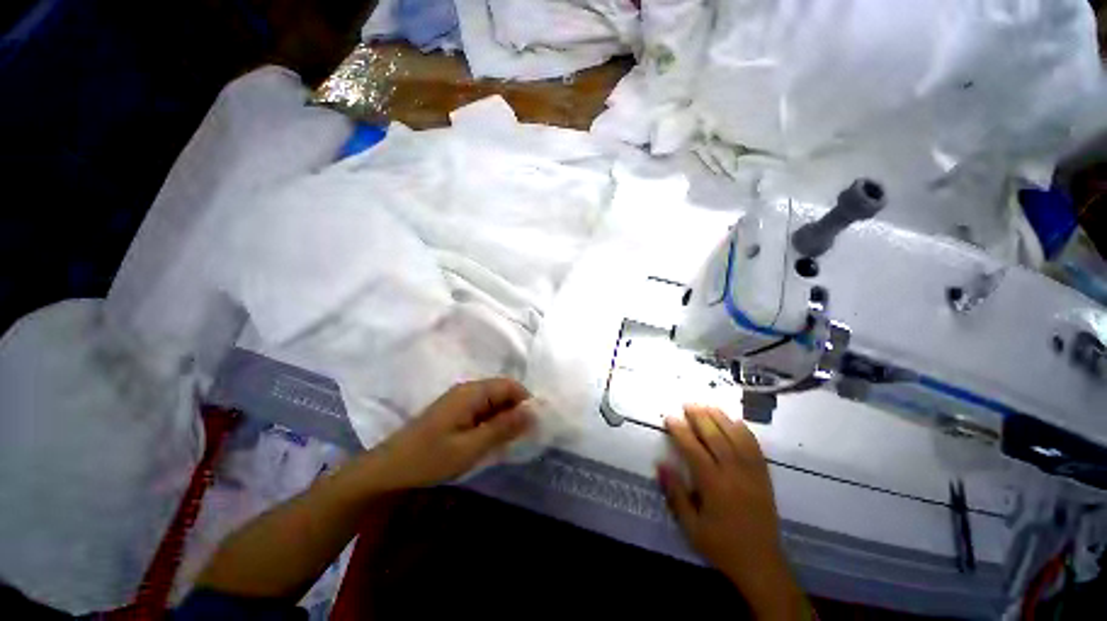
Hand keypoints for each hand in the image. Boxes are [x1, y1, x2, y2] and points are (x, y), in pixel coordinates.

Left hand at [364, 378, 532, 490]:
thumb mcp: (470, 447)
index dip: (526, 401)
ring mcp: (460, 400)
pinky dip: (491, 422)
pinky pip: (482, 410)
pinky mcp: (454, 411)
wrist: (387, 469)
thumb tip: (533, 412)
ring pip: (493, 401)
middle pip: (503, 391)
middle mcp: (468, 389)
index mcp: (472, 392)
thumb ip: (503, 428)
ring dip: (504, 418)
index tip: (535, 425)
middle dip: (516, 411)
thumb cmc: (429, 458)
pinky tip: (490, 441)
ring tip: (509, 442)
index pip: (510, 385)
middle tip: (522, 438)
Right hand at [658, 405, 806, 619]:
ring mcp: (752, 473)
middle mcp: (734, 473)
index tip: (669, 416)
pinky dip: (744, 430)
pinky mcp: (764, 476)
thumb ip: (675, 493)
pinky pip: (755, 447)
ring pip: (735, 437)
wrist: (761, 563)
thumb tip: (661, 464)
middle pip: (715, 437)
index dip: (680, 430)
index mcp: (714, 485)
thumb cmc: (721, 545)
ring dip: (720, 418)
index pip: (693, 449)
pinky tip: (735, 420)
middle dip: (700, 417)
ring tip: (707, 404)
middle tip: (687, 403)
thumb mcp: (691, 526)